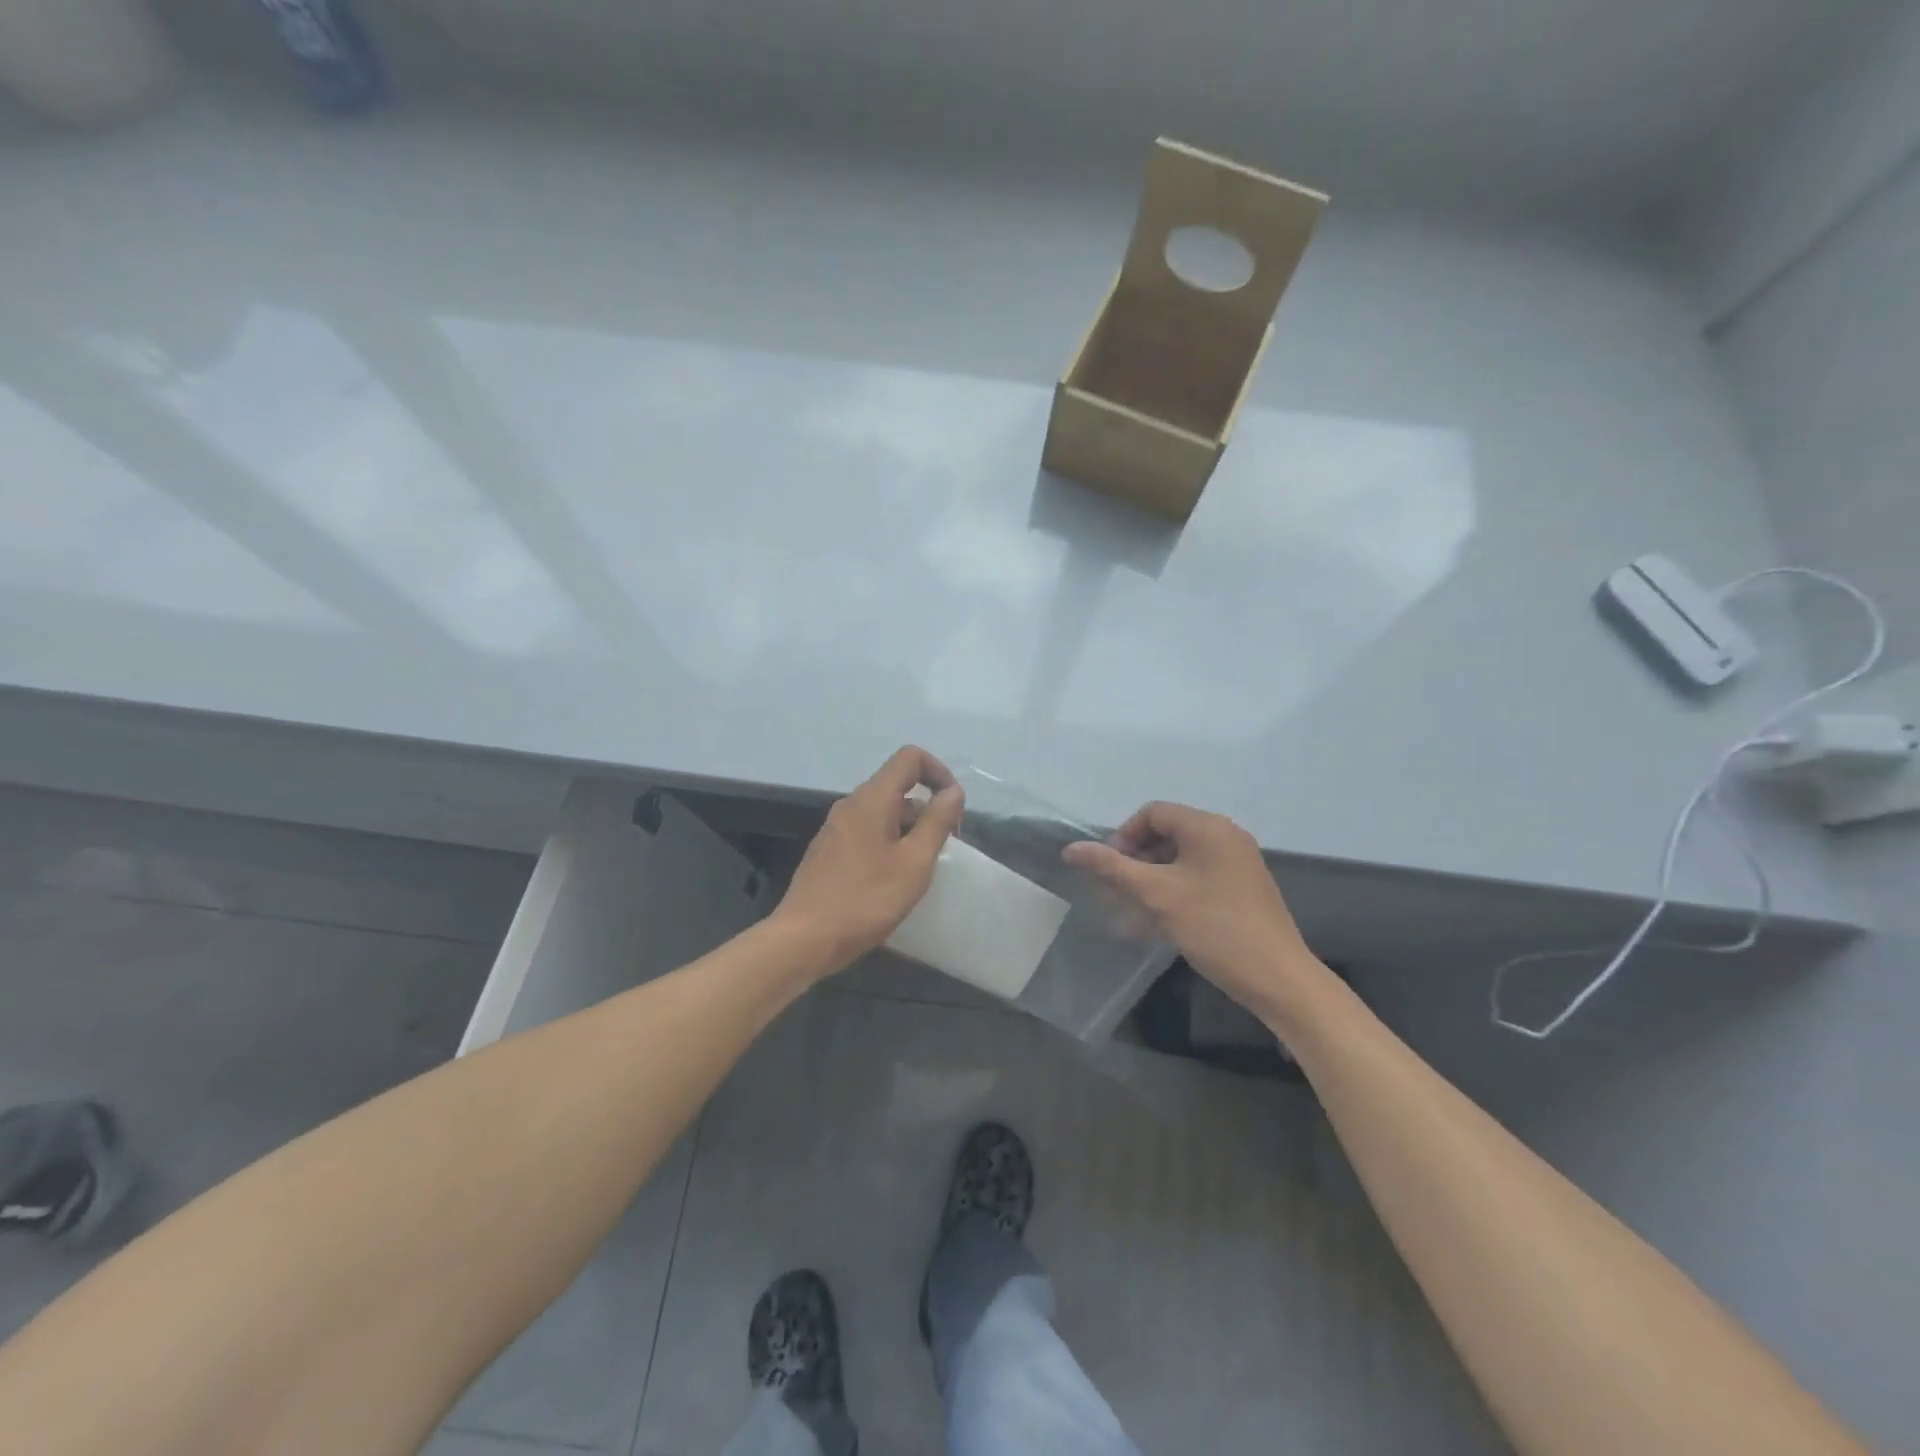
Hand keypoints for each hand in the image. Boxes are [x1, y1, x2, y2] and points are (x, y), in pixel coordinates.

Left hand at [773, 746, 964, 973]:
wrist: (804, 939)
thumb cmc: (866, 899)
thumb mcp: (914, 862)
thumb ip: (937, 821)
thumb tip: (953, 791)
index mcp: (871, 799)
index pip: (909, 758)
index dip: (939, 772)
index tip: (953, 808)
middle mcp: (850, 805)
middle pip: (897, 786)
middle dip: (927, 809)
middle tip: (943, 848)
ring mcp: (835, 828)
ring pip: (883, 813)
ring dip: (909, 830)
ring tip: (920, 869)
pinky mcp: (828, 852)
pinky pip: (867, 833)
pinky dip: (889, 844)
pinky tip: (892, 881)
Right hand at [1063, 802, 1318, 1021]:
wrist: (1279, 978)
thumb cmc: (1215, 928)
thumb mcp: (1157, 895)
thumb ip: (1112, 868)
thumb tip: (1071, 849)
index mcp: (1208, 827)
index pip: (1153, 813)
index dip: (1124, 835)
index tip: (1108, 868)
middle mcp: (1226, 836)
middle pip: (1167, 834)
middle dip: (1134, 860)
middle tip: (1114, 892)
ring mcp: (1237, 863)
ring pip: (1180, 859)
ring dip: (1150, 880)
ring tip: (1129, 911)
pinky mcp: (1242, 889)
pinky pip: (1198, 877)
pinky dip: (1172, 892)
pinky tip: (1156, 923)